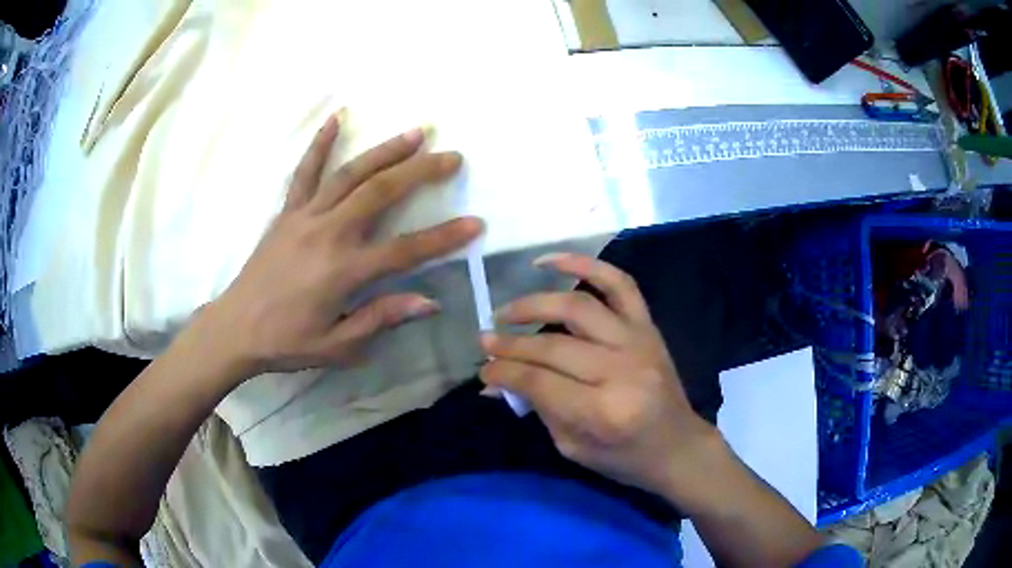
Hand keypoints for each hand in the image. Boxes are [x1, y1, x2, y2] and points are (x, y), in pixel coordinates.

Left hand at [207, 114, 481, 374]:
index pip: (405, 250)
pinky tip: (337, 118)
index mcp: (343, 271)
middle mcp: (327, 234)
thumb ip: (381, 319)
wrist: (235, 328)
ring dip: (385, 150)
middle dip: (420, 171)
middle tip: (451, 156)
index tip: (476, 223)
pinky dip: (320, 143)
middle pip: (381, 193)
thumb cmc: (287, 342)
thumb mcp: (337, 346)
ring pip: (350, 174)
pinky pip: (304, 172)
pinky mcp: (287, 212)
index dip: (444, 237)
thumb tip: (429, 301)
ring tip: (415, 132)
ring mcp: (305, 217)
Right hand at [480, 254, 713, 496]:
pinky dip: (584, 264)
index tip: (483, 370)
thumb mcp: (572, 447)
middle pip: (553, 347)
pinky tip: (549, 262)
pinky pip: (618, 283)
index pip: (539, 383)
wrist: (677, 445)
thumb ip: (537, 408)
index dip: (504, 373)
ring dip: (534, 304)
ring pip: (578, 308)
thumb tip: (494, 383)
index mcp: (604, 412)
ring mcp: (638, 342)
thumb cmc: (624, 457)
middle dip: (511, 345)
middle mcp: (622, 371)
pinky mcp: (648, 326)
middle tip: (485, 343)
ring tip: (506, 312)